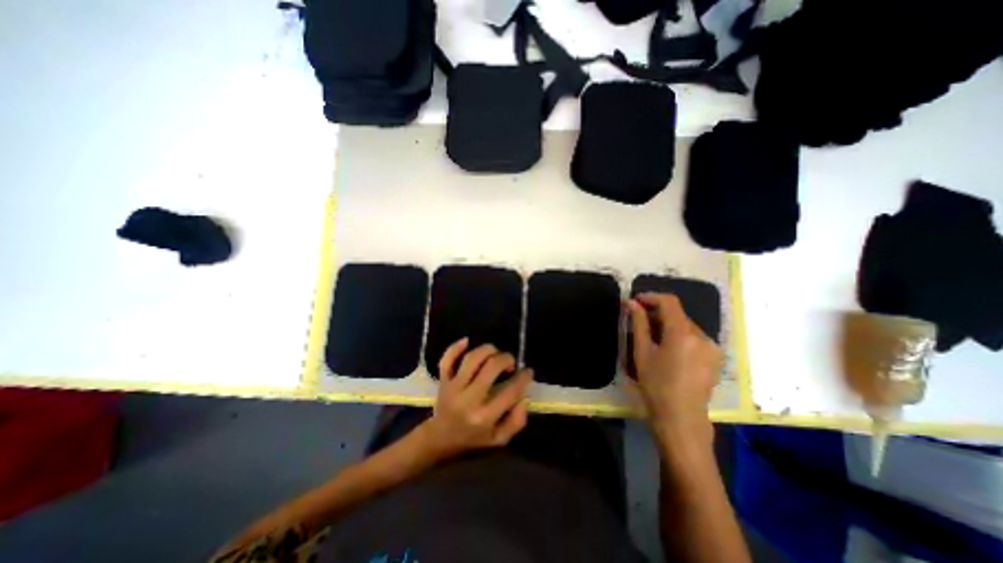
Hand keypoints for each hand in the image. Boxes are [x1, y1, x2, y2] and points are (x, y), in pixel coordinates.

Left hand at [419, 342, 536, 459]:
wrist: (439, 440)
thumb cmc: (472, 439)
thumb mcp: (499, 439)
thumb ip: (516, 421)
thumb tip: (524, 396)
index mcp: (484, 417)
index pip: (511, 390)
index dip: (523, 377)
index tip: (528, 371)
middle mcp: (469, 399)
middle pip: (491, 367)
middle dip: (506, 359)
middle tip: (511, 364)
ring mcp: (453, 387)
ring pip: (472, 358)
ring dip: (488, 350)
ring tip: (495, 354)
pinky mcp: (443, 380)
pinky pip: (447, 359)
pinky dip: (455, 347)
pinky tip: (467, 341)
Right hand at [625, 295, 721, 449]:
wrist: (681, 419)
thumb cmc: (656, 385)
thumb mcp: (642, 352)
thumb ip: (638, 323)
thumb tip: (631, 303)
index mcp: (683, 333)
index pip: (669, 302)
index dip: (651, 297)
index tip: (636, 301)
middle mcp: (702, 336)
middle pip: (678, 314)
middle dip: (658, 313)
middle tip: (638, 320)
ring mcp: (712, 347)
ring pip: (686, 326)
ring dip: (668, 324)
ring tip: (651, 336)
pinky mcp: (715, 358)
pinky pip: (694, 337)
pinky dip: (679, 335)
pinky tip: (668, 348)